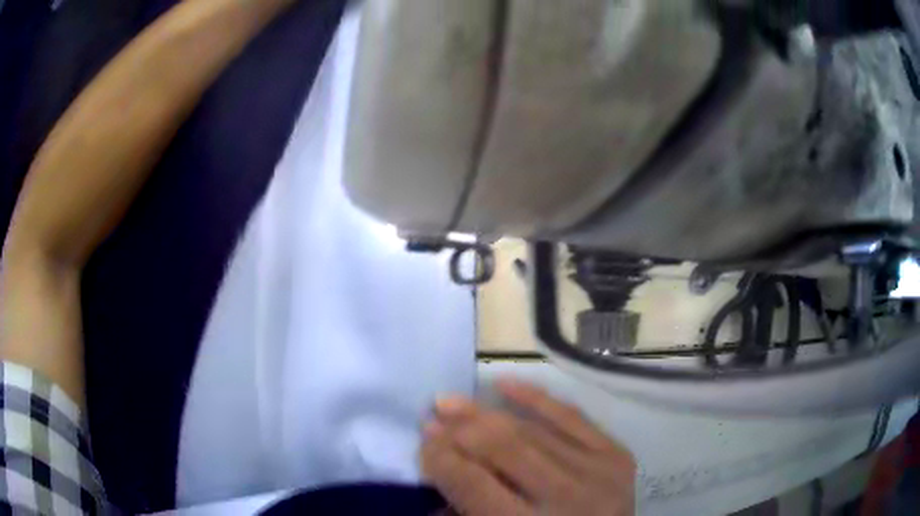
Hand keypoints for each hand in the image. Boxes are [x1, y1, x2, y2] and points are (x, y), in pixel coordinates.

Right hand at [421, 380, 635, 515]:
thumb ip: (465, 513)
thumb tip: (435, 471)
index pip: (474, 483)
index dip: (441, 458)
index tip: (422, 441)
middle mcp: (567, 498)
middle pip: (503, 449)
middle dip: (460, 430)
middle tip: (433, 416)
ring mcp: (598, 472)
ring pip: (532, 430)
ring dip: (486, 413)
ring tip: (453, 401)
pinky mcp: (617, 456)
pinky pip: (572, 417)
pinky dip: (537, 399)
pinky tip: (505, 384)